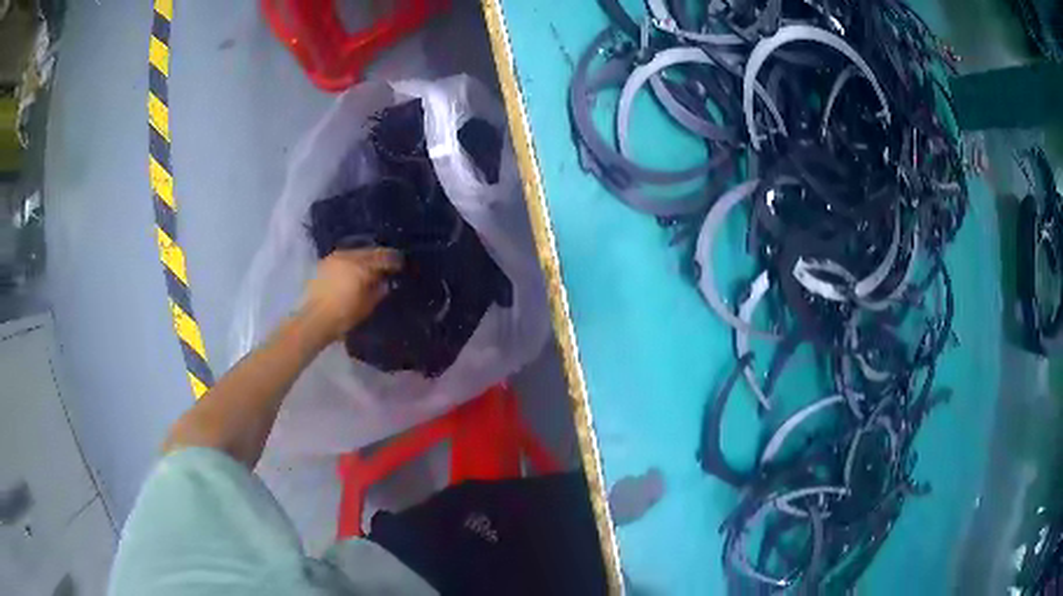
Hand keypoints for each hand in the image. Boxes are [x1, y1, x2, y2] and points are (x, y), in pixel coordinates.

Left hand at [300, 248, 401, 342]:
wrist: (314, 319)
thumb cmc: (343, 316)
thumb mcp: (366, 306)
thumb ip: (378, 291)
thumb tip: (384, 282)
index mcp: (362, 267)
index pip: (383, 258)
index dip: (394, 260)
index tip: (401, 264)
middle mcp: (348, 257)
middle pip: (369, 252)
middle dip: (379, 256)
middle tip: (387, 263)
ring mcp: (334, 258)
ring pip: (355, 252)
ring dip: (364, 257)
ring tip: (369, 266)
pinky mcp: (324, 263)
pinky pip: (343, 257)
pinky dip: (351, 260)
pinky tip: (353, 269)